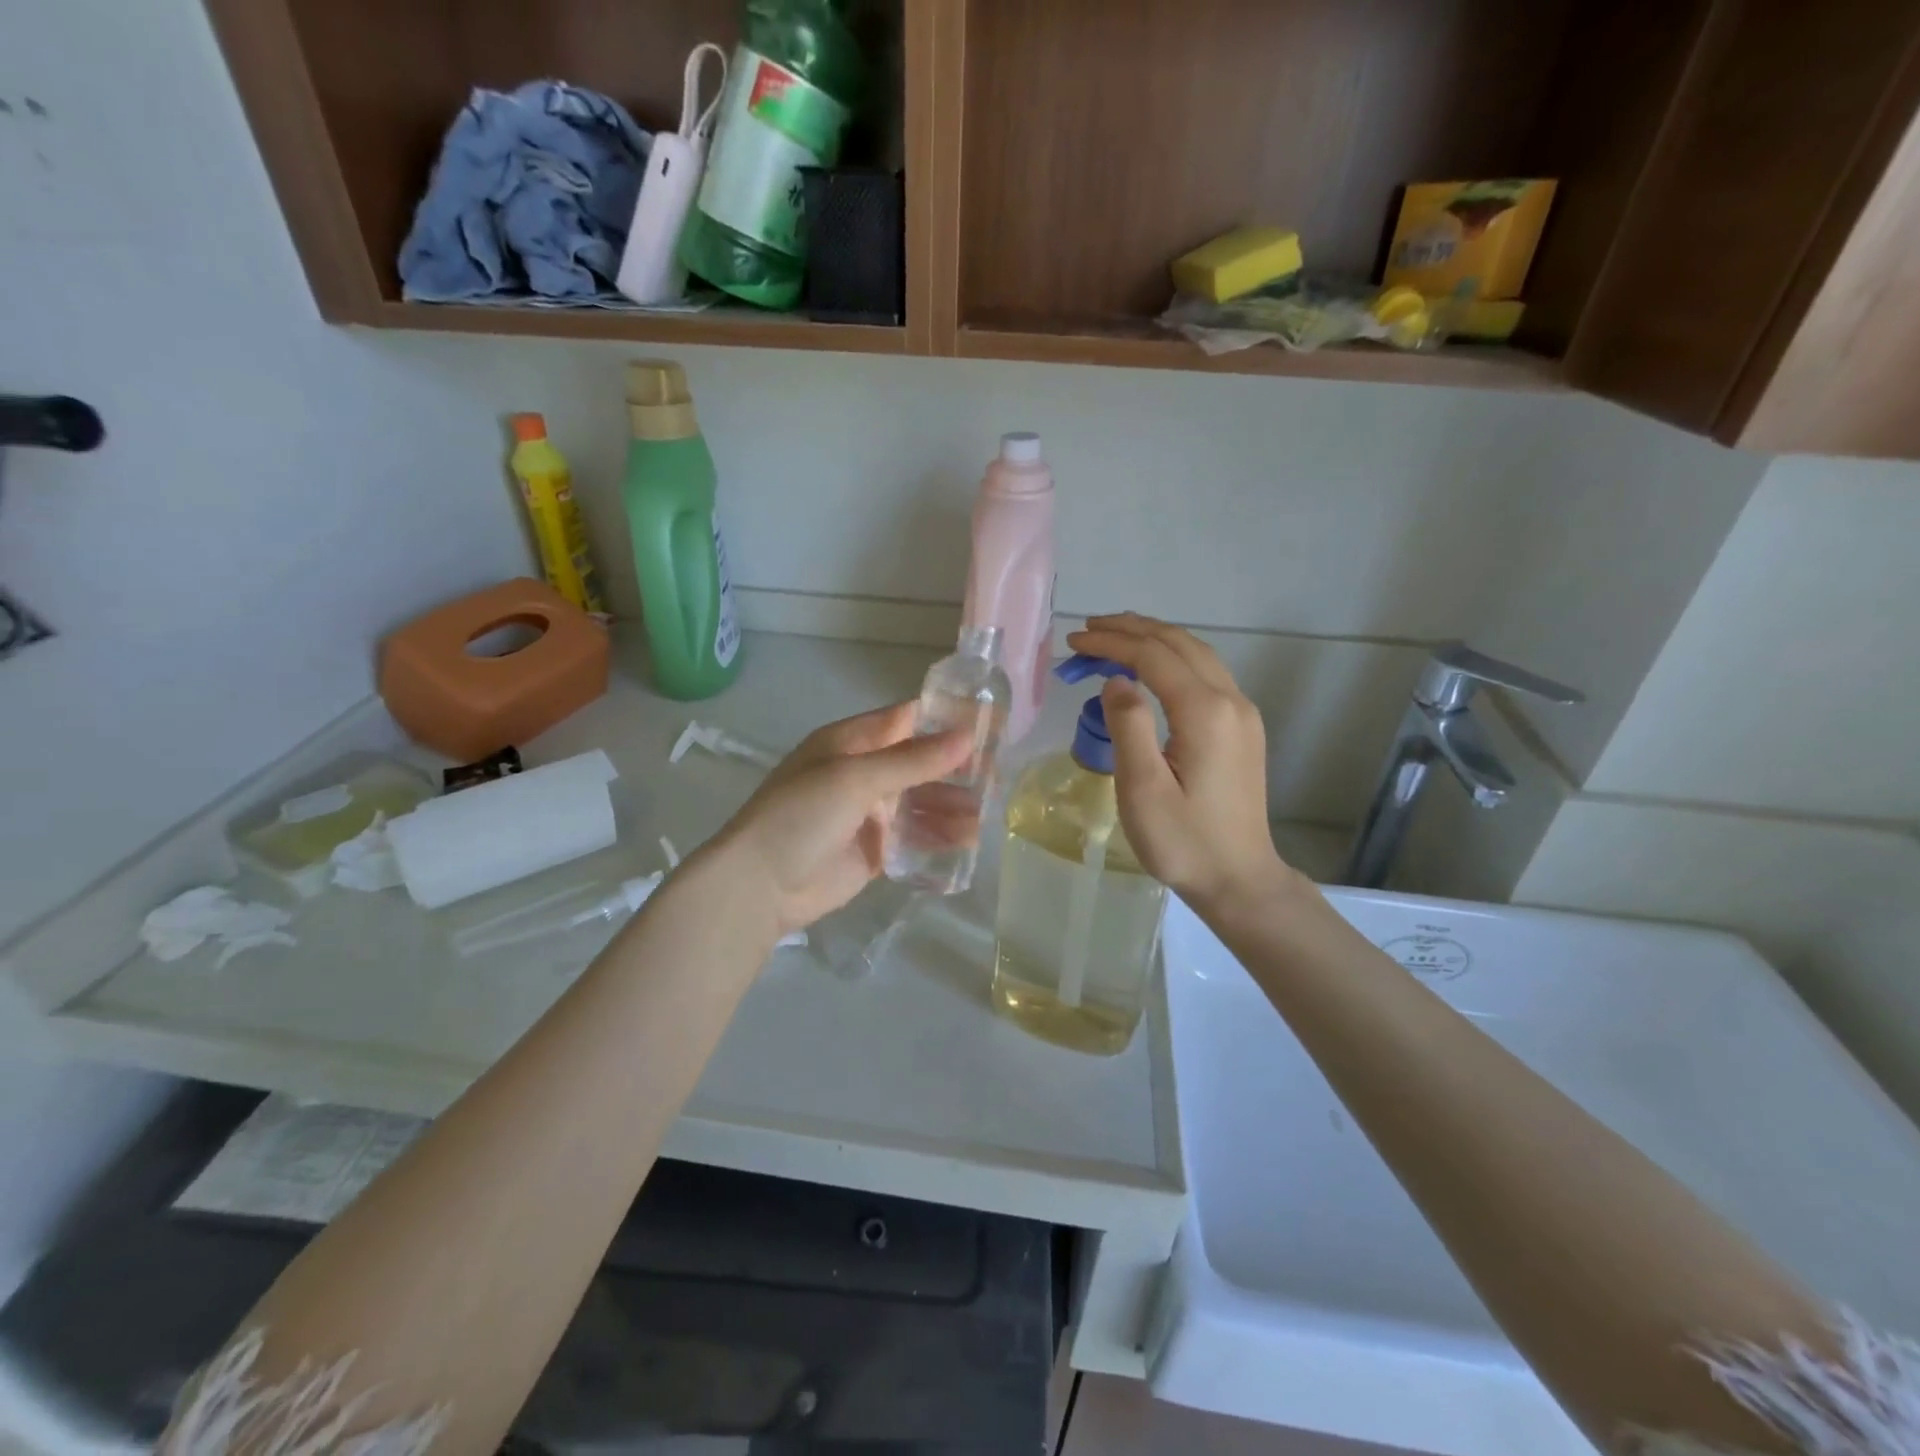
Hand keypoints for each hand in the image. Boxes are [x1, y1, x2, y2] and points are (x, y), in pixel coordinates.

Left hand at [712, 703, 971, 936]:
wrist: (760, 886)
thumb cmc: (802, 816)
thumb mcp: (856, 778)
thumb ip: (913, 760)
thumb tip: (968, 735)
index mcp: (851, 742)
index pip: (906, 720)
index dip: (945, 720)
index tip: (989, 723)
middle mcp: (863, 772)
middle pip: (920, 763)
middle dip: (956, 769)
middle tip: (996, 777)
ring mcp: (870, 813)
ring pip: (922, 802)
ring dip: (951, 806)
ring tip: (983, 816)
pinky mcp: (876, 849)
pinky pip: (915, 837)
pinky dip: (939, 837)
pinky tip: (966, 841)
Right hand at [1067, 613, 1296, 912]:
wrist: (1240, 879)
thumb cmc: (1184, 841)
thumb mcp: (1143, 789)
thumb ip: (1128, 726)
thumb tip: (1116, 680)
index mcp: (1205, 712)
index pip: (1153, 656)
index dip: (1112, 643)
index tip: (1074, 642)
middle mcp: (1231, 700)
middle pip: (1179, 644)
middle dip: (1131, 630)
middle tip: (1088, 631)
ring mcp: (1242, 713)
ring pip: (1196, 654)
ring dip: (1153, 639)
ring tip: (1113, 637)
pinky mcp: (1242, 728)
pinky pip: (1205, 673)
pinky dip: (1172, 658)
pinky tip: (1150, 669)